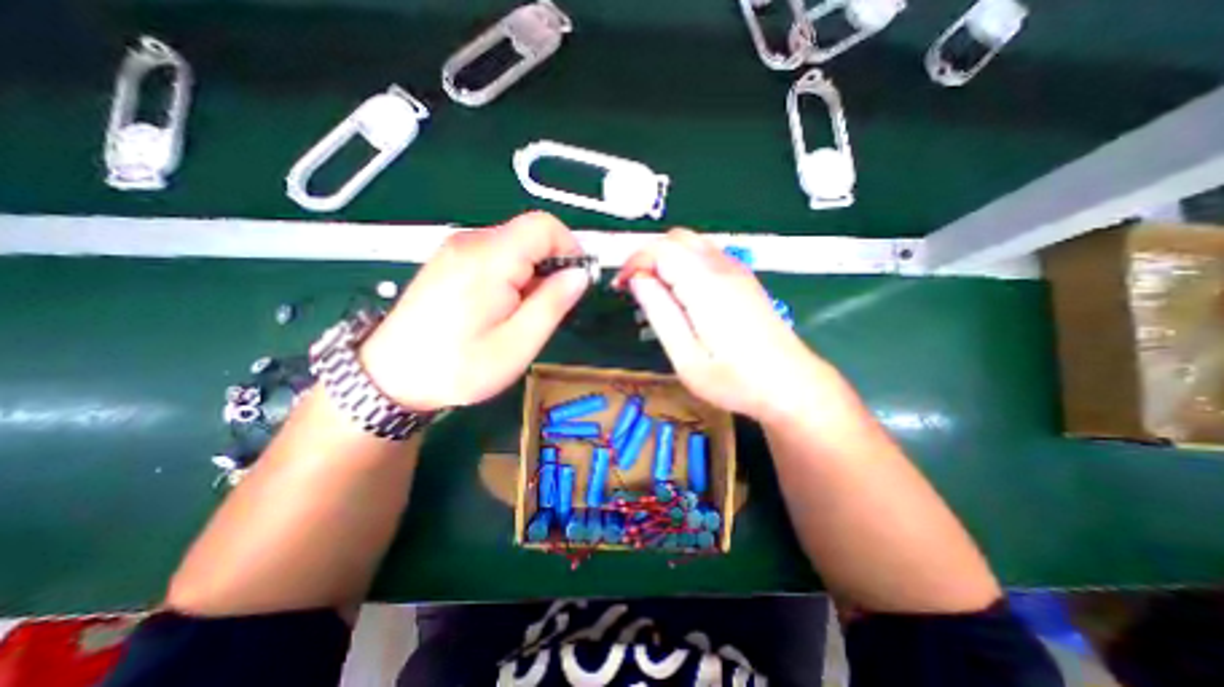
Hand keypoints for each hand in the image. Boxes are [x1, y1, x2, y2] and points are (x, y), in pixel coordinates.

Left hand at [359, 212, 588, 411]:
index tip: (575, 281)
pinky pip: (496, 255)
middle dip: (550, 267)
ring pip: (515, 246)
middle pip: (530, 235)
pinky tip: (501, 307)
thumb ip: (553, 304)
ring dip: (532, 275)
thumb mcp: (518, 343)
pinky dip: (512, 276)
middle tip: (545, 308)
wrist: (392, 378)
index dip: (570, 248)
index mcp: (489, 259)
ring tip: (521, 314)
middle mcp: (471, 242)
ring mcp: (457, 249)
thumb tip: (579, 274)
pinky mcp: (451, 260)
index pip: (544, 226)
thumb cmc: (459, 367)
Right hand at [616, 228, 847, 425]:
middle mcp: (723, 268)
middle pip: (676, 238)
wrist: (791, 385)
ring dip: (666, 258)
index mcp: (706, 286)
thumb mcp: (686, 357)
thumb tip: (637, 280)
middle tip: (635, 288)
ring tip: (655, 291)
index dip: (634, 262)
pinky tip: (682, 292)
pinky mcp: (744, 280)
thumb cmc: (736, 380)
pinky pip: (707, 255)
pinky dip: (684, 263)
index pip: (661, 249)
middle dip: (647, 256)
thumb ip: (660, 313)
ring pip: (692, 243)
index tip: (620, 287)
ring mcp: (737, 271)